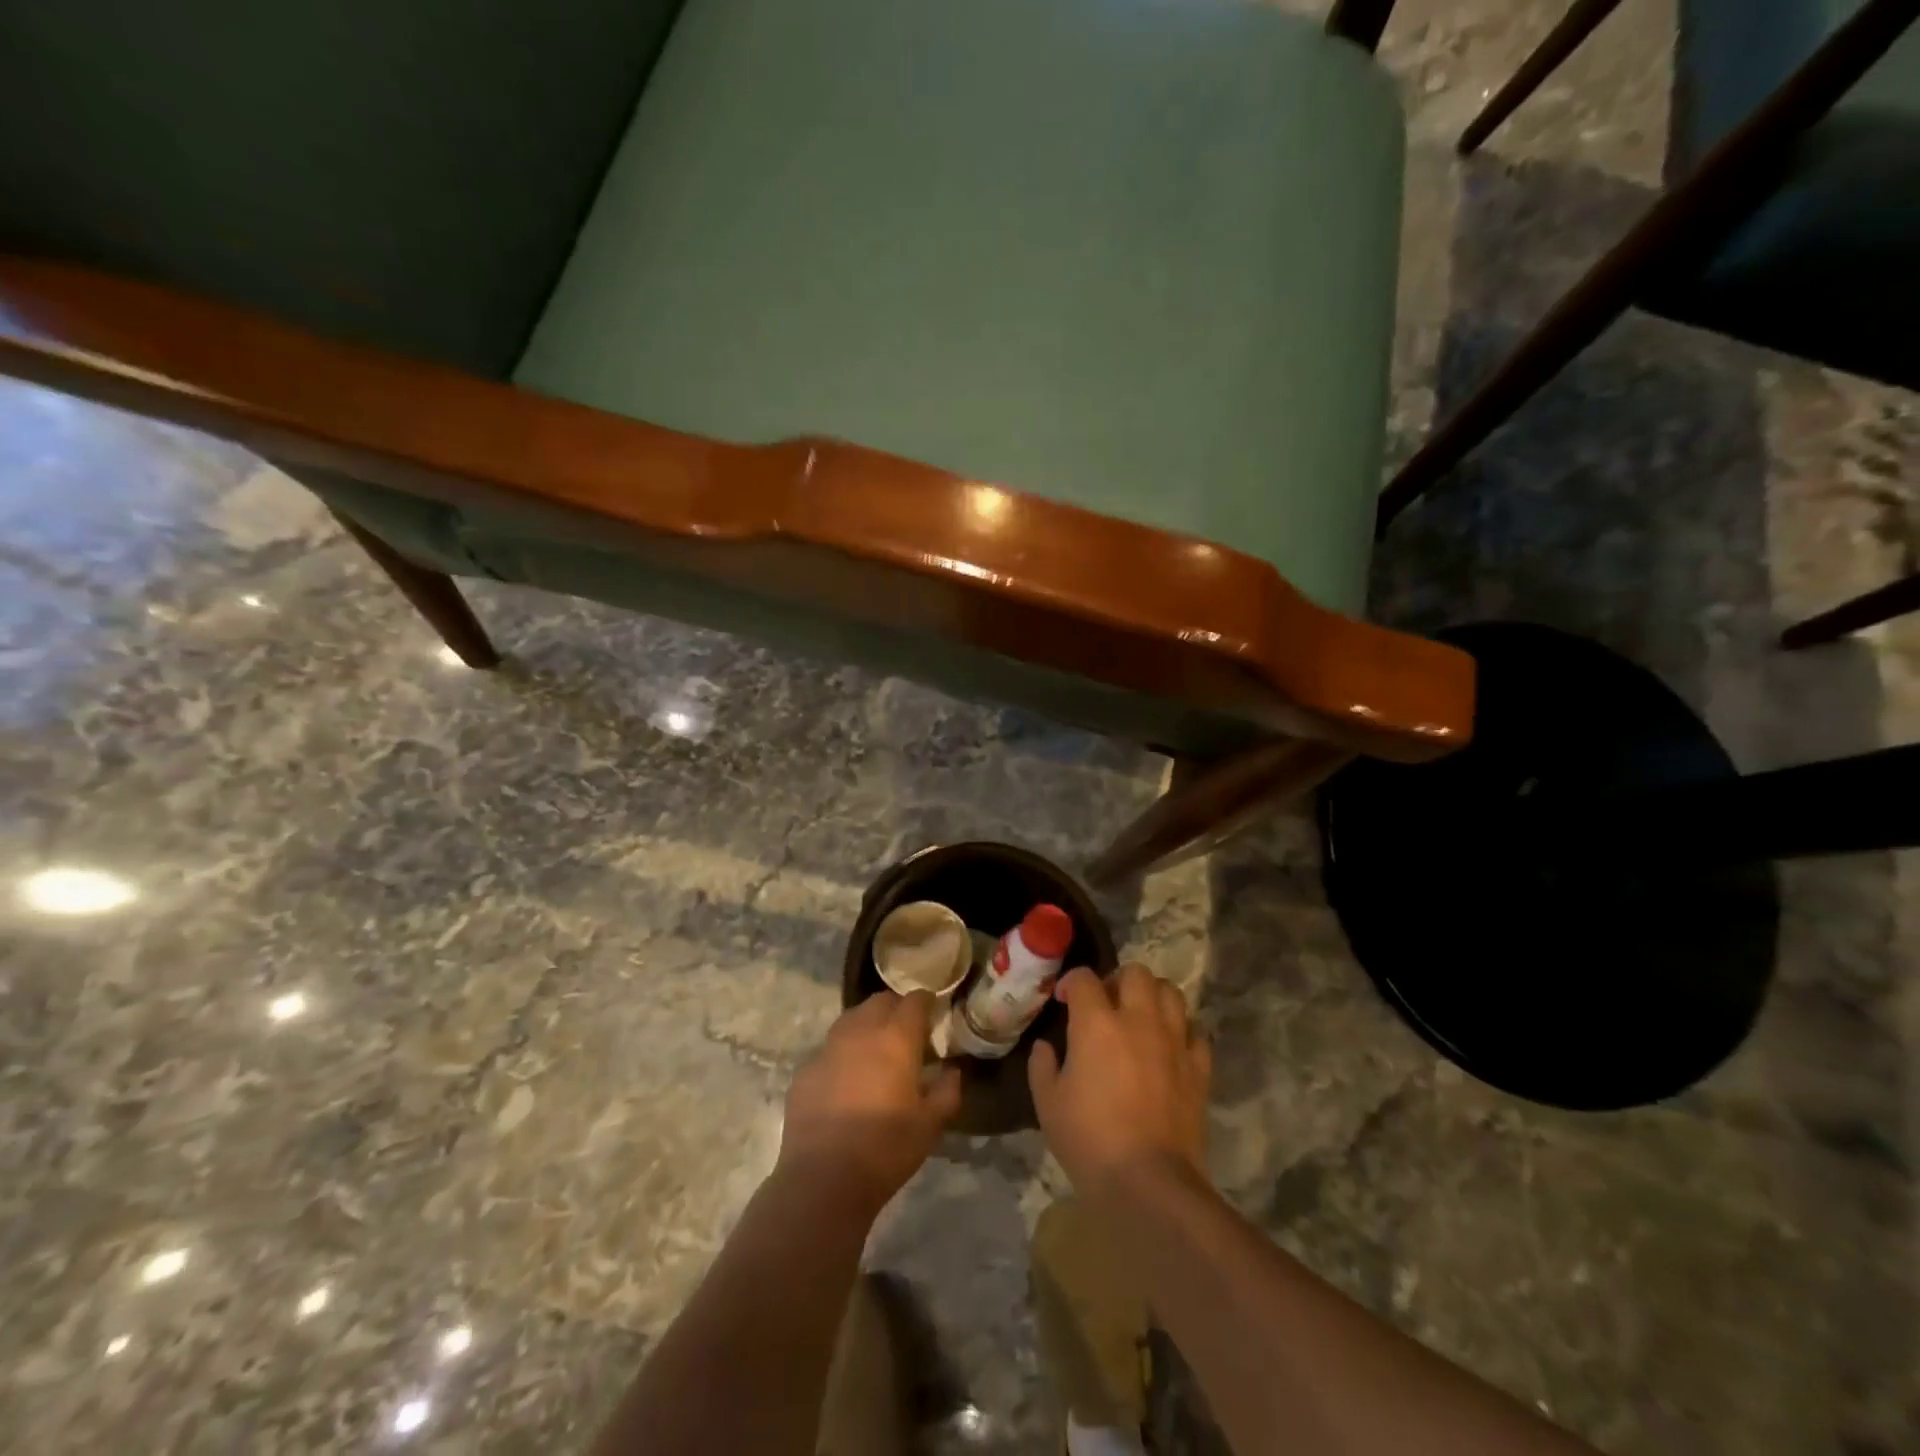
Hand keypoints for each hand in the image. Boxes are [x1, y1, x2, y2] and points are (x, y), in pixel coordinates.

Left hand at [777, 991, 963, 1211]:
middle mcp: (861, 1031)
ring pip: (851, 1019)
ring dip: (867, 1025)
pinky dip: (842, 1054)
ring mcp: (828, 1048)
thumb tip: (951, 1071)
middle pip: (880, 1001)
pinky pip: (829, 1049)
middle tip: (906, 1034)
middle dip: (896, 1009)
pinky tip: (846, 1082)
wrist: (823, 1180)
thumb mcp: (930, 1125)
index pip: (914, 1000)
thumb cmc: (886, 1148)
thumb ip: (947, 1091)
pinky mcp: (805, 1069)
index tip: (933, 1015)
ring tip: (875, 1052)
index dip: (926, 1002)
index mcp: (896, 1038)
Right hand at [1029, 964, 1210, 1200]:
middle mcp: (1138, 1020)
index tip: (1063, 999)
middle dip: (1118, 979)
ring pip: (1171, 993)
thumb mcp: (1048, 1103)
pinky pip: (1195, 1032)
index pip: (1084, 979)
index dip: (1071, 983)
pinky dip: (1181, 1031)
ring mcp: (1173, 1042)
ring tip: (1140, 1017)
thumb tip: (1046, 1046)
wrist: (1149, 1182)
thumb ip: (1043, 1065)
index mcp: (1097, 1023)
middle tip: (1107, 1003)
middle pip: (1136, 973)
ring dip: (1153, 997)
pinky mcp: (1199, 1068)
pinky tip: (1168, 1048)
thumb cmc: (1089, 1140)